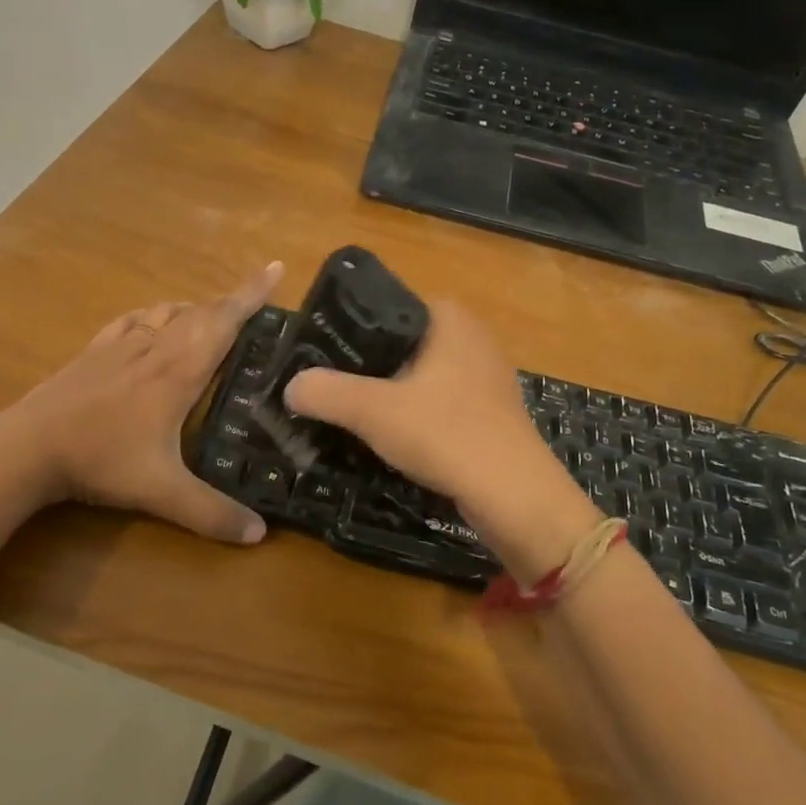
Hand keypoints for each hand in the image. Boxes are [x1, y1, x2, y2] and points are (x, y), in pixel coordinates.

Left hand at [0, 261, 283, 544]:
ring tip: (211, 318)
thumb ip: (211, 513)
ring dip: (195, 308)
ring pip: (167, 312)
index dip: (251, 294)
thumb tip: (260, 535)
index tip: (275, 267)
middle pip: (200, 311)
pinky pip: (133, 320)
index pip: (224, 322)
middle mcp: (155, 347)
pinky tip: (151, 324)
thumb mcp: (161, 492)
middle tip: (255, 303)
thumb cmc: (101, 460)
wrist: (27, 447)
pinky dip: (154, 315)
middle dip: (232, 301)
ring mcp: (121, 345)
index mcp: (179, 371)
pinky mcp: (94, 351)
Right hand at [283, 300, 600, 578]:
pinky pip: (439, 405)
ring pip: (420, 378)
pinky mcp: (491, 414)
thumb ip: (324, 392)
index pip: (386, 308)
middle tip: (329, 391)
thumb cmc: (445, 433)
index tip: (320, 358)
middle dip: (366, 369)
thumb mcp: (372, 409)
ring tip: (352, 418)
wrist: (515, 496)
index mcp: (449, 318)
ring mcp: (486, 377)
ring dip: (389, 397)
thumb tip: (290, 387)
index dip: (349, 331)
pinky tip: (393, 442)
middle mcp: (472, 338)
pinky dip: (415, 418)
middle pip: (400, 346)